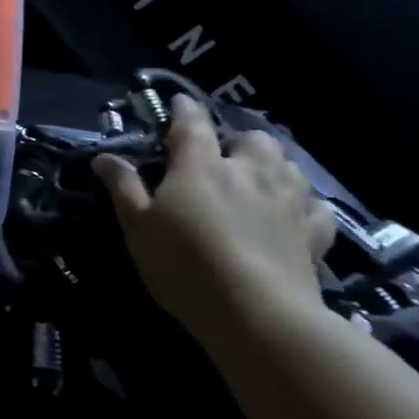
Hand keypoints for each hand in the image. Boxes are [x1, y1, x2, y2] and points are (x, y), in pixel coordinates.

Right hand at [92, 96, 335, 352]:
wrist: (259, 316)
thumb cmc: (186, 265)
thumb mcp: (138, 226)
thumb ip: (123, 186)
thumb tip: (104, 156)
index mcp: (200, 166)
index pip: (192, 123)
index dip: (183, 109)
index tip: (177, 102)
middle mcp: (248, 173)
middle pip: (253, 138)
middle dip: (238, 140)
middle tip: (223, 156)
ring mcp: (287, 202)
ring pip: (289, 165)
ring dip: (273, 165)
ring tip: (258, 178)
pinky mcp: (314, 235)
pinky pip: (315, 205)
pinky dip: (303, 202)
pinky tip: (293, 212)